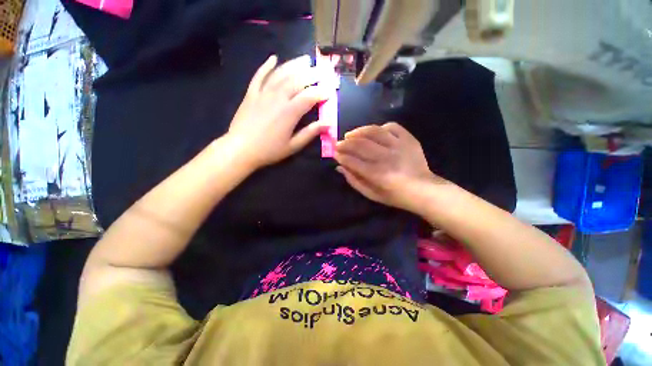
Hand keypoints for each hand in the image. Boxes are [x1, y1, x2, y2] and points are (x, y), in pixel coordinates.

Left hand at [226, 54, 332, 169]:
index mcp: (289, 112)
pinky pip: (259, 76)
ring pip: (281, 74)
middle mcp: (277, 98)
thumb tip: (327, 124)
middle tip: (322, 70)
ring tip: (305, 59)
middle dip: (312, 74)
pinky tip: (273, 58)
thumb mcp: (293, 146)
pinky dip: (266, 66)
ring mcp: (263, 93)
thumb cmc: (269, 150)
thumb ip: (310, 133)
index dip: (322, 92)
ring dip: (294, 65)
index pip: (310, 96)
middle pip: (297, 80)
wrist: (240, 149)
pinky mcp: (251, 94)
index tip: (331, 91)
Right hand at [335, 122, 446, 211]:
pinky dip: (380, 127)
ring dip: (358, 131)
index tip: (335, 154)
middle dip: (345, 143)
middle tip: (338, 144)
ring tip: (350, 135)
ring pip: (374, 132)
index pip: (352, 161)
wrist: (423, 189)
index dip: (341, 156)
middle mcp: (386, 157)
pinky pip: (392, 126)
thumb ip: (354, 181)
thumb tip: (340, 167)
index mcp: (376, 174)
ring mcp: (398, 146)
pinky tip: (373, 133)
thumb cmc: (395, 195)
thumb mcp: (371, 194)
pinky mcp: (408, 139)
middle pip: (360, 144)